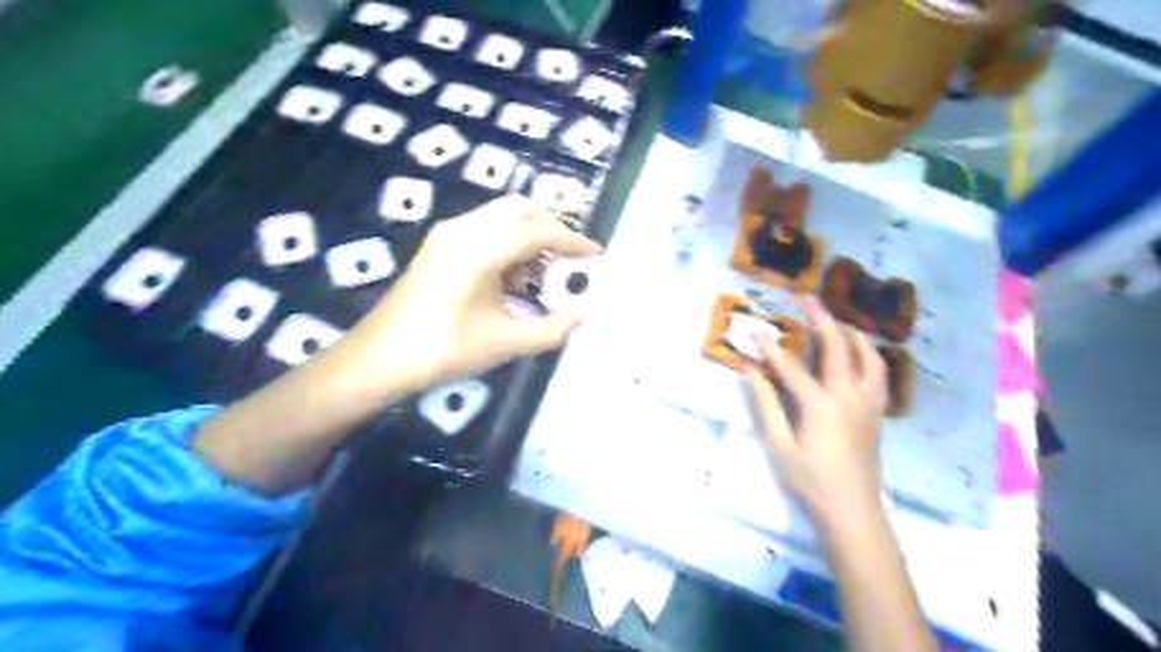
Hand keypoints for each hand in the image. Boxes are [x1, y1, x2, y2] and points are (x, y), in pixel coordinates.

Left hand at [328, 191, 592, 397]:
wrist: (379, 359)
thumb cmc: (443, 349)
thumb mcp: (505, 341)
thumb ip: (551, 329)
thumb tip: (579, 317)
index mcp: (480, 247)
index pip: (538, 231)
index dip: (572, 242)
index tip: (596, 256)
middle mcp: (464, 229)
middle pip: (520, 210)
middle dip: (551, 229)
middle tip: (570, 259)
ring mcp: (448, 235)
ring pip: (501, 219)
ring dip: (529, 237)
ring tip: (546, 274)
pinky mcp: (439, 247)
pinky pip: (485, 231)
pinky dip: (508, 245)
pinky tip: (515, 279)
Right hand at [744, 298, 890, 530]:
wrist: (852, 509)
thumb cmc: (810, 480)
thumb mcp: (779, 445)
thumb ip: (765, 405)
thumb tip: (750, 372)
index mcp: (819, 404)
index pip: (791, 366)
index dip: (771, 347)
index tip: (757, 330)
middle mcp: (847, 395)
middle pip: (836, 347)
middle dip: (820, 321)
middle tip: (808, 301)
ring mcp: (867, 402)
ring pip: (867, 356)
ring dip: (852, 334)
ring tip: (838, 322)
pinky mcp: (876, 411)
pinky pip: (878, 373)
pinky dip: (869, 355)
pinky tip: (860, 354)